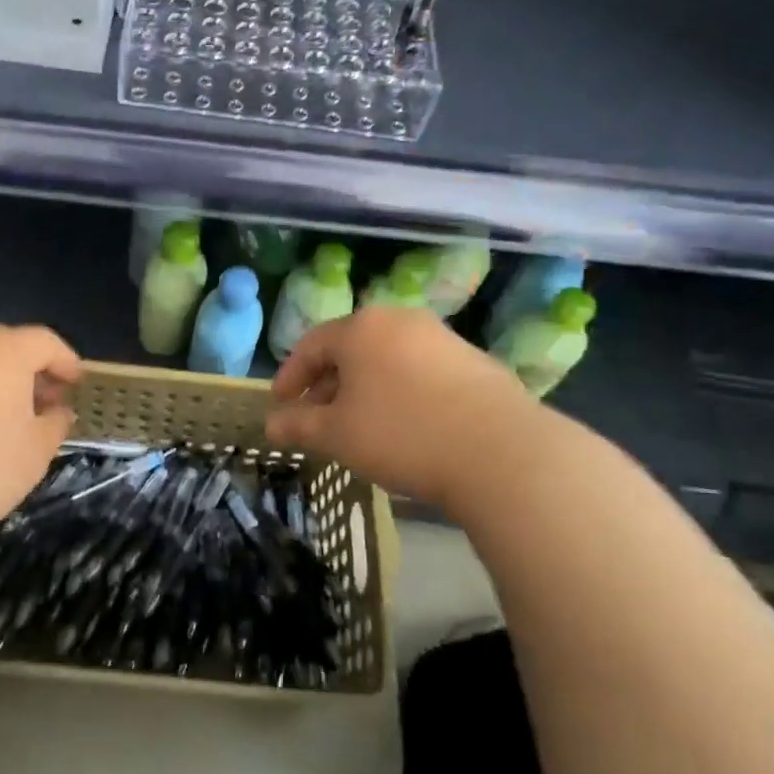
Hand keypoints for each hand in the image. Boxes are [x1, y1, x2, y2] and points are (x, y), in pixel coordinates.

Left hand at [0, 325, 81, 566]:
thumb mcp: (37, 449)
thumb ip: (56, 422)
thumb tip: (58, 411)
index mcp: (5, 350)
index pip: (45, 342)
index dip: (66, 362)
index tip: (77, 384)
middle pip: (8, 346)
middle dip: (32, 370)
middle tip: (48, 401)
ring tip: (11, 415)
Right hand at [266, 307, 536, 508]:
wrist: (502, 452)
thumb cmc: (402, 435)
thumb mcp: (338, 435)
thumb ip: (299, 426)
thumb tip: (271, 426)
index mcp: (361, 328)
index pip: (310, 345)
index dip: (290, 376)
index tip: (280, 404)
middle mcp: (400, 320)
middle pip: (350, 349)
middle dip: (327, 384)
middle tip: (316, 418)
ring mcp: (441, 337)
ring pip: (386, 359)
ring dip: (364, 388)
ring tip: (360, 425)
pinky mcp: (473, 361)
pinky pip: (419, 370)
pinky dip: (400, 391)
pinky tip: (405, 426)